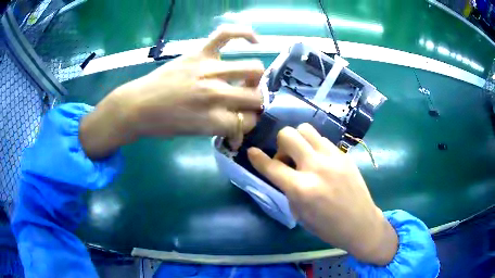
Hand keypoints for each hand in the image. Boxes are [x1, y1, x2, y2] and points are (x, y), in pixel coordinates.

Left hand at [80, 25, 263, 158]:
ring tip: (245, 79)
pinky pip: (226, 35)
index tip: (242, 122)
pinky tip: (254, 40)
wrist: (137, 106)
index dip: (249, 123)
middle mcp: (215, 94)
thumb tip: (238, 130)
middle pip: (255, 97)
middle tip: (244, 102)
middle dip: (255, 103)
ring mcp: (207, 70)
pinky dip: (244, 33)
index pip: (248, 121)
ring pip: (253, 69)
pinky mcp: (198, 53)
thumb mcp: (195, 134)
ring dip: (254, 79)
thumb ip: (221, 129)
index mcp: (212, 120)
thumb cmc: (163, 124)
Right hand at [247, 124, 397, 265]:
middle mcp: (316, 167)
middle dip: (280, 145)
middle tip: (286, 160)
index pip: (272, 166)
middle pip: (289, 135)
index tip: (251, 152)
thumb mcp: (299, 213)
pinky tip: (319, 159)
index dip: (257, 158)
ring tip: (302, 156)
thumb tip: (282, 171)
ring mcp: (333, 157)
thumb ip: (288, 188)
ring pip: (306, 129)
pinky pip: (322, 139)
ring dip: (298, 140)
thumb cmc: (327, 226)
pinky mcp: (344, 155)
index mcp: (302, 189)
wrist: (360, 223)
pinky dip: (314, 145)